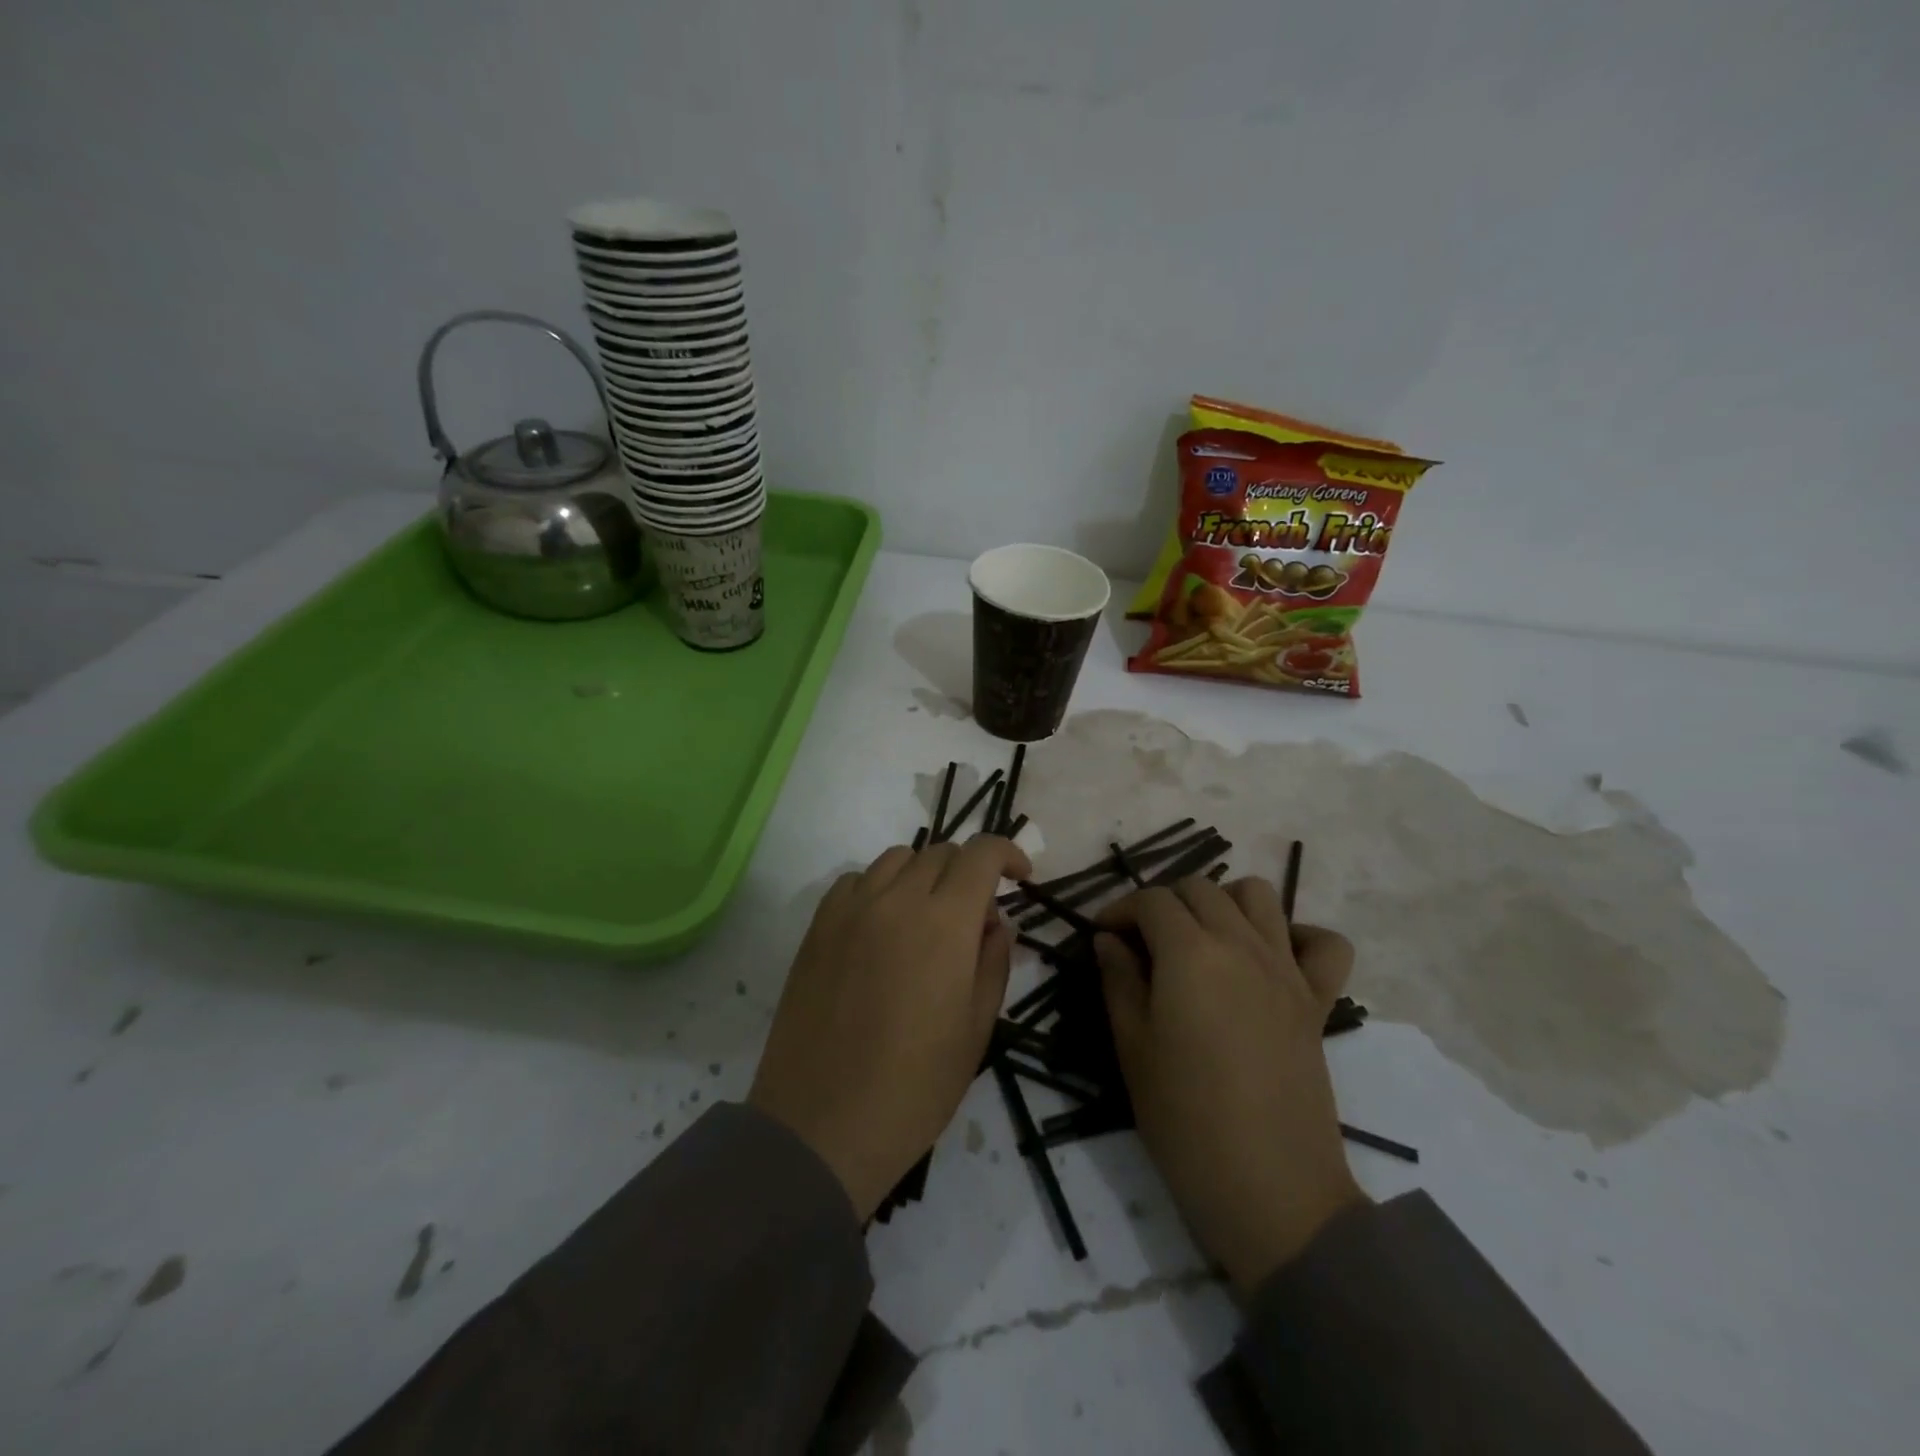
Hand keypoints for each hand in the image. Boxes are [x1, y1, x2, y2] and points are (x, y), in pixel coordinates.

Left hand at [750, 835, 1031, 1220]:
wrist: (822, 1124)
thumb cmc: (914, 1088)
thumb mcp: (976, 1030)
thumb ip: (993, 962)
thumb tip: (995, 923)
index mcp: (945, 923)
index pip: (982, 854)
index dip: (1008, 853)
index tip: (1021, 877)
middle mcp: (897, 900)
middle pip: (941, 852)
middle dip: (969, 872)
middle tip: (974, 918)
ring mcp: (851, 909)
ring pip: (897, 858)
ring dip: (924, 875)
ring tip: (926, 919)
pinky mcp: (817, 926)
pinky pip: (856, 881)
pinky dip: (880, 888)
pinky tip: (881, 928)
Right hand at [1096, 876, 1364, 1294]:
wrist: (1271, 1189)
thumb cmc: (1185, 1120)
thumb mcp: (1133, 1048)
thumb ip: (1119, 981)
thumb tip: (1109, 940)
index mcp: (1189, 953)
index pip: (1151, 900)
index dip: (1119, 909)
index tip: (1102, 935)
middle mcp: (1241, 945)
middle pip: (1200, 888)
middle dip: (1164, 902)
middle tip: (1143, 940)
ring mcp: (1287, 969)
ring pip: (1258, 895)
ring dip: (1223, 901)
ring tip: (1201, 938)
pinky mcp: (1318, 1000)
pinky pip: (1324, 944)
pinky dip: (1298, 935)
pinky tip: (1270, 957)